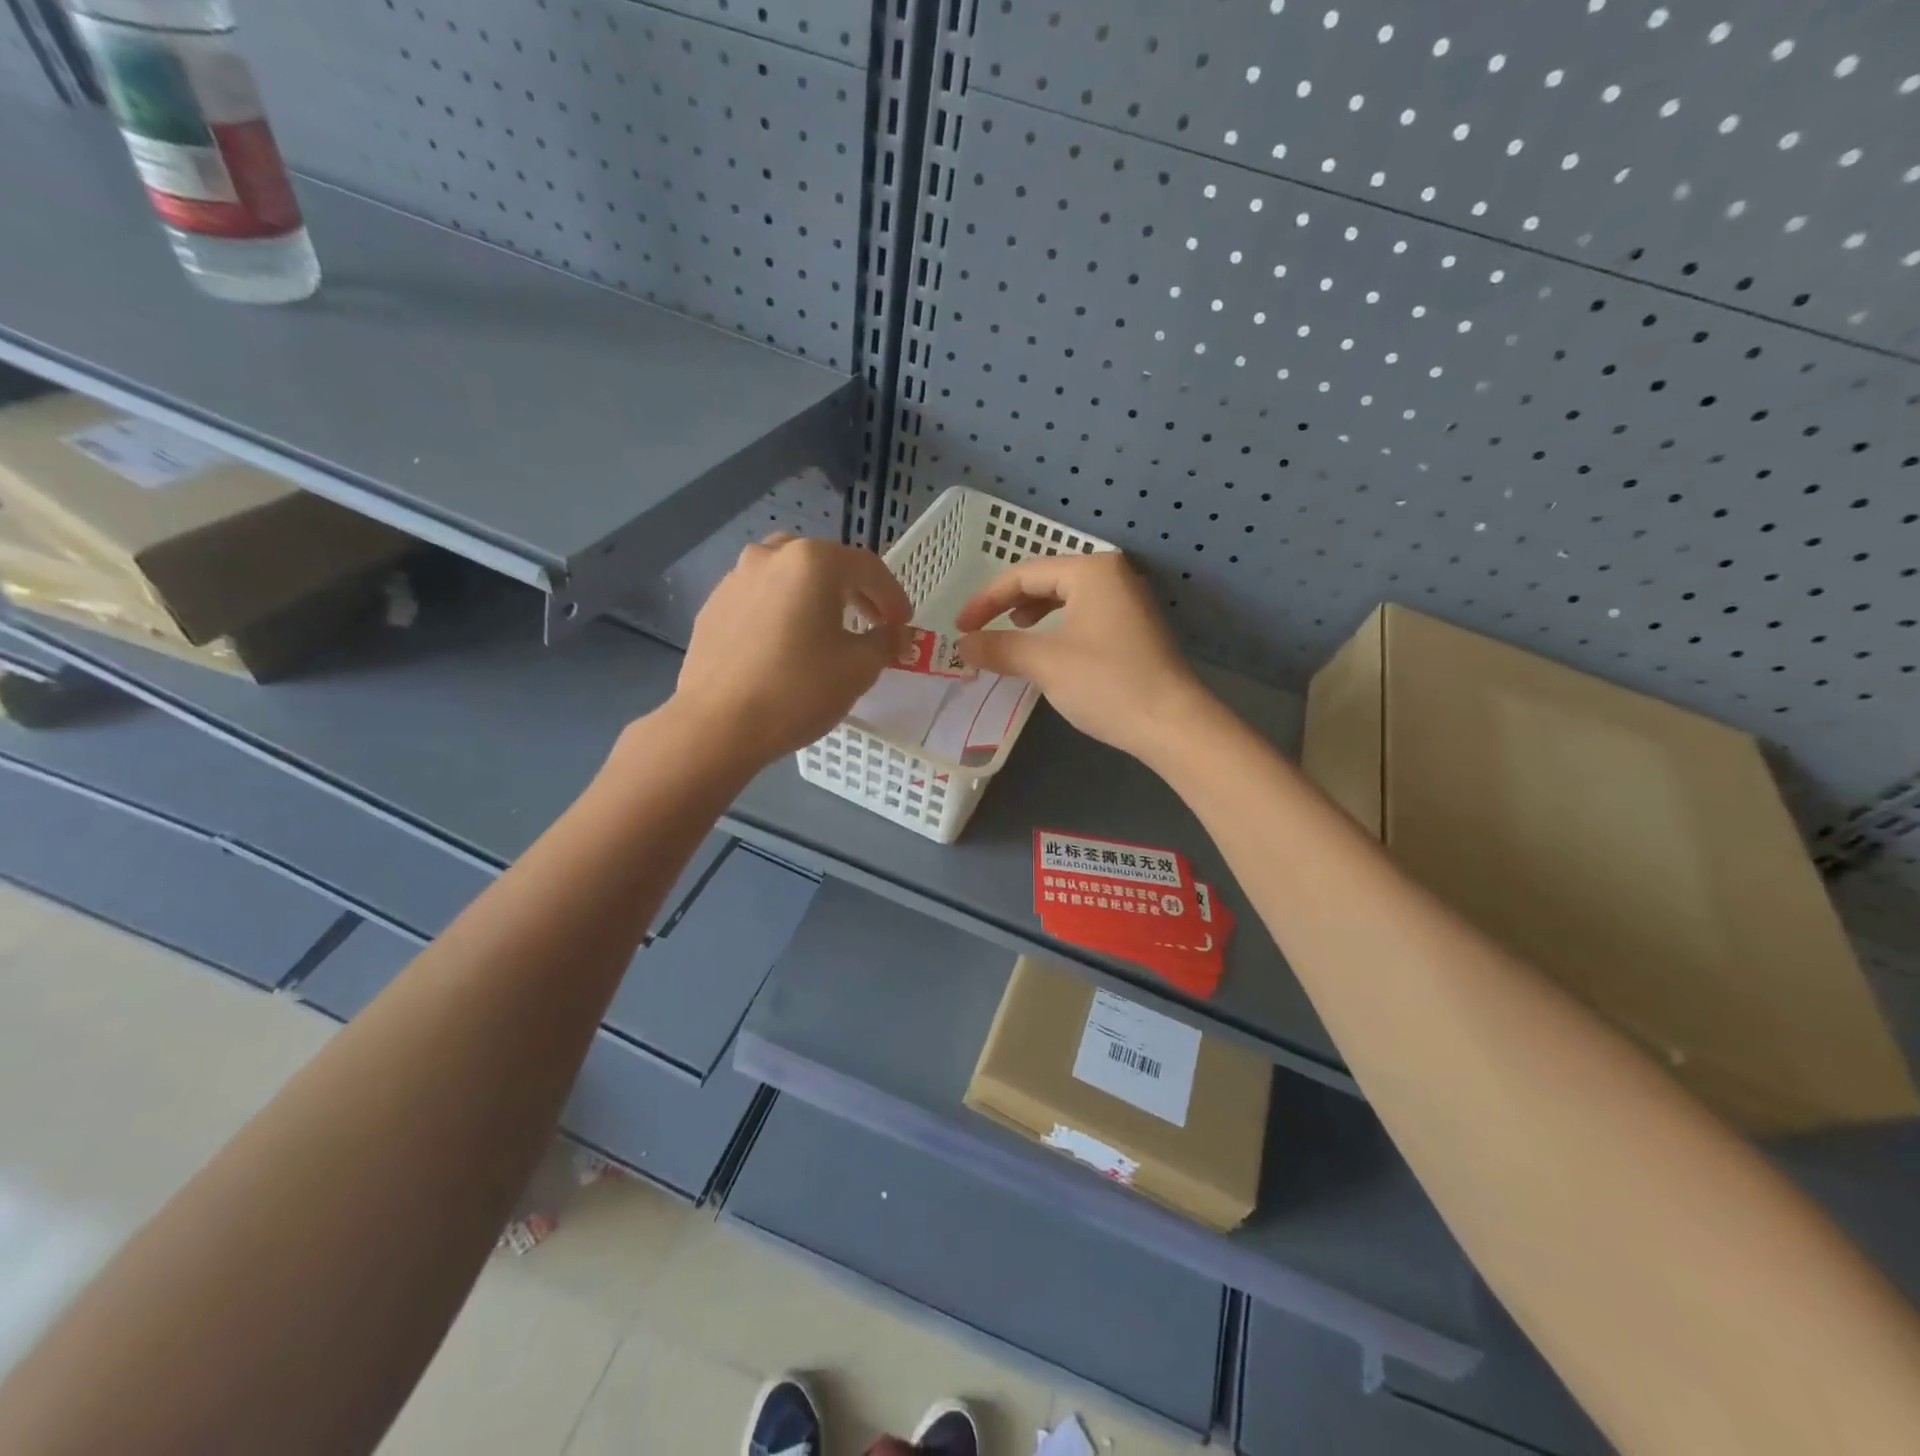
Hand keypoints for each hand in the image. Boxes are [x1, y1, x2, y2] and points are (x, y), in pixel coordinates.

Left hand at [673, 535, 912, 765]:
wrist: (717, 725)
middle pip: (826, 565)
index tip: (904, 623)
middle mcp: (771, 556)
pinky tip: (787, 645)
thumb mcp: (858, 669)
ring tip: (828, 631)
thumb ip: (886, 642)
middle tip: (872, 622)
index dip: (893, 596)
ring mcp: (735, 578)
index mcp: (813, 562)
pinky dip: (783, 611)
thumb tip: (899, 634)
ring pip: (789, 578)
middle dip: (855, 592)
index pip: (868, 568)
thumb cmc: (798, 690)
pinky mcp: (714, 606)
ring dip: (816, 597)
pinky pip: (761, 598)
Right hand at [954, 552, 1213, 762]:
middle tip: (982, 630)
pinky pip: (1085, 616)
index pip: (1024, 574)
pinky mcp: (1136, 629)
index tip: (961, 628)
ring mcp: (1129, 602)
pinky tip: (1048, 651)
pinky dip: (1058, 628)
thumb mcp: (1044, 663)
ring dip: (1033, 616)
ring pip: (1067, 599)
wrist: (1172, 723)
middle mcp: (1113, 575)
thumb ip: (999, 648)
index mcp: (1092, 571)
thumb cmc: (1106, 683)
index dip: (986, 600)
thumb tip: (963, 645)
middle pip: (1047, 580)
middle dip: (1009, 605)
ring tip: (1013, 634)